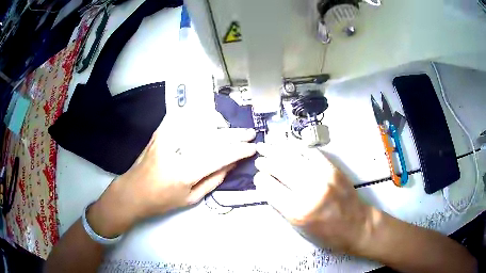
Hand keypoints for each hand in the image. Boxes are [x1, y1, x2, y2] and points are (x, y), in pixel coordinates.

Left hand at [87, 121, 256, 237]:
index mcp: (186, 171)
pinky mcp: (161, 130)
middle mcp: (178, 148)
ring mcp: (168, 135)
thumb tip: (232, 163)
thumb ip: (214, 179)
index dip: (239, 150)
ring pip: (201, 121)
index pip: (220, 155)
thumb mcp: (191, 198)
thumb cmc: (162, 201)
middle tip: (250, 134)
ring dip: (220, 123)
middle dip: (236, 134)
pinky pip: (186, 116)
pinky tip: (210, 121)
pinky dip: (201, 116)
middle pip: (213, 136)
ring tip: (230, 129)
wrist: (133, 191)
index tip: (252, 148)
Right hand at [254, 143, 372, 253]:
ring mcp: (323, 177)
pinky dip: (298, 147)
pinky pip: (311, 152)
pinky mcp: (334, 169)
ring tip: (267, 144)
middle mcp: (310, 191)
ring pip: (294, 157)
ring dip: (278, 149)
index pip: (270, 188)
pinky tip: (289, 145)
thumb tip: (269, 187)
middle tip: (259, 158)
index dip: (261, 181)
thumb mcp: (299, 229)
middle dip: (266, 162)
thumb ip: (282, 207)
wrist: (357, 226)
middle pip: (280, 168)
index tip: (259, 178)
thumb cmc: (327, 234)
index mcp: (298, 211)